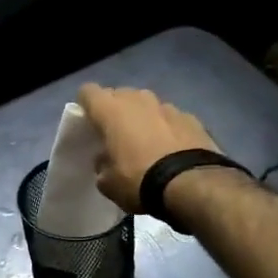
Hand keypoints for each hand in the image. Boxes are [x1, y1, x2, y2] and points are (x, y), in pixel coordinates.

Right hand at [76, 84, 220, 214]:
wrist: (192, 185)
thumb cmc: (139, 180)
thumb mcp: (107, 183)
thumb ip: (101, 164)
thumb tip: (106, 159)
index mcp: (111, 110)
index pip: (88, 92)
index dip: (85, 106)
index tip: (88, 124)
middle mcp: (138, 99)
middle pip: (119, 95)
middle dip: (115, 111)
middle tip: (116, 135)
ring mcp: (167, 106)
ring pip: (146, 105)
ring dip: (143, 118)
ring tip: (146, 143)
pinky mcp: (191, 117)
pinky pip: (170, 118)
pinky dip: (167, 129)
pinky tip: (171, 150)